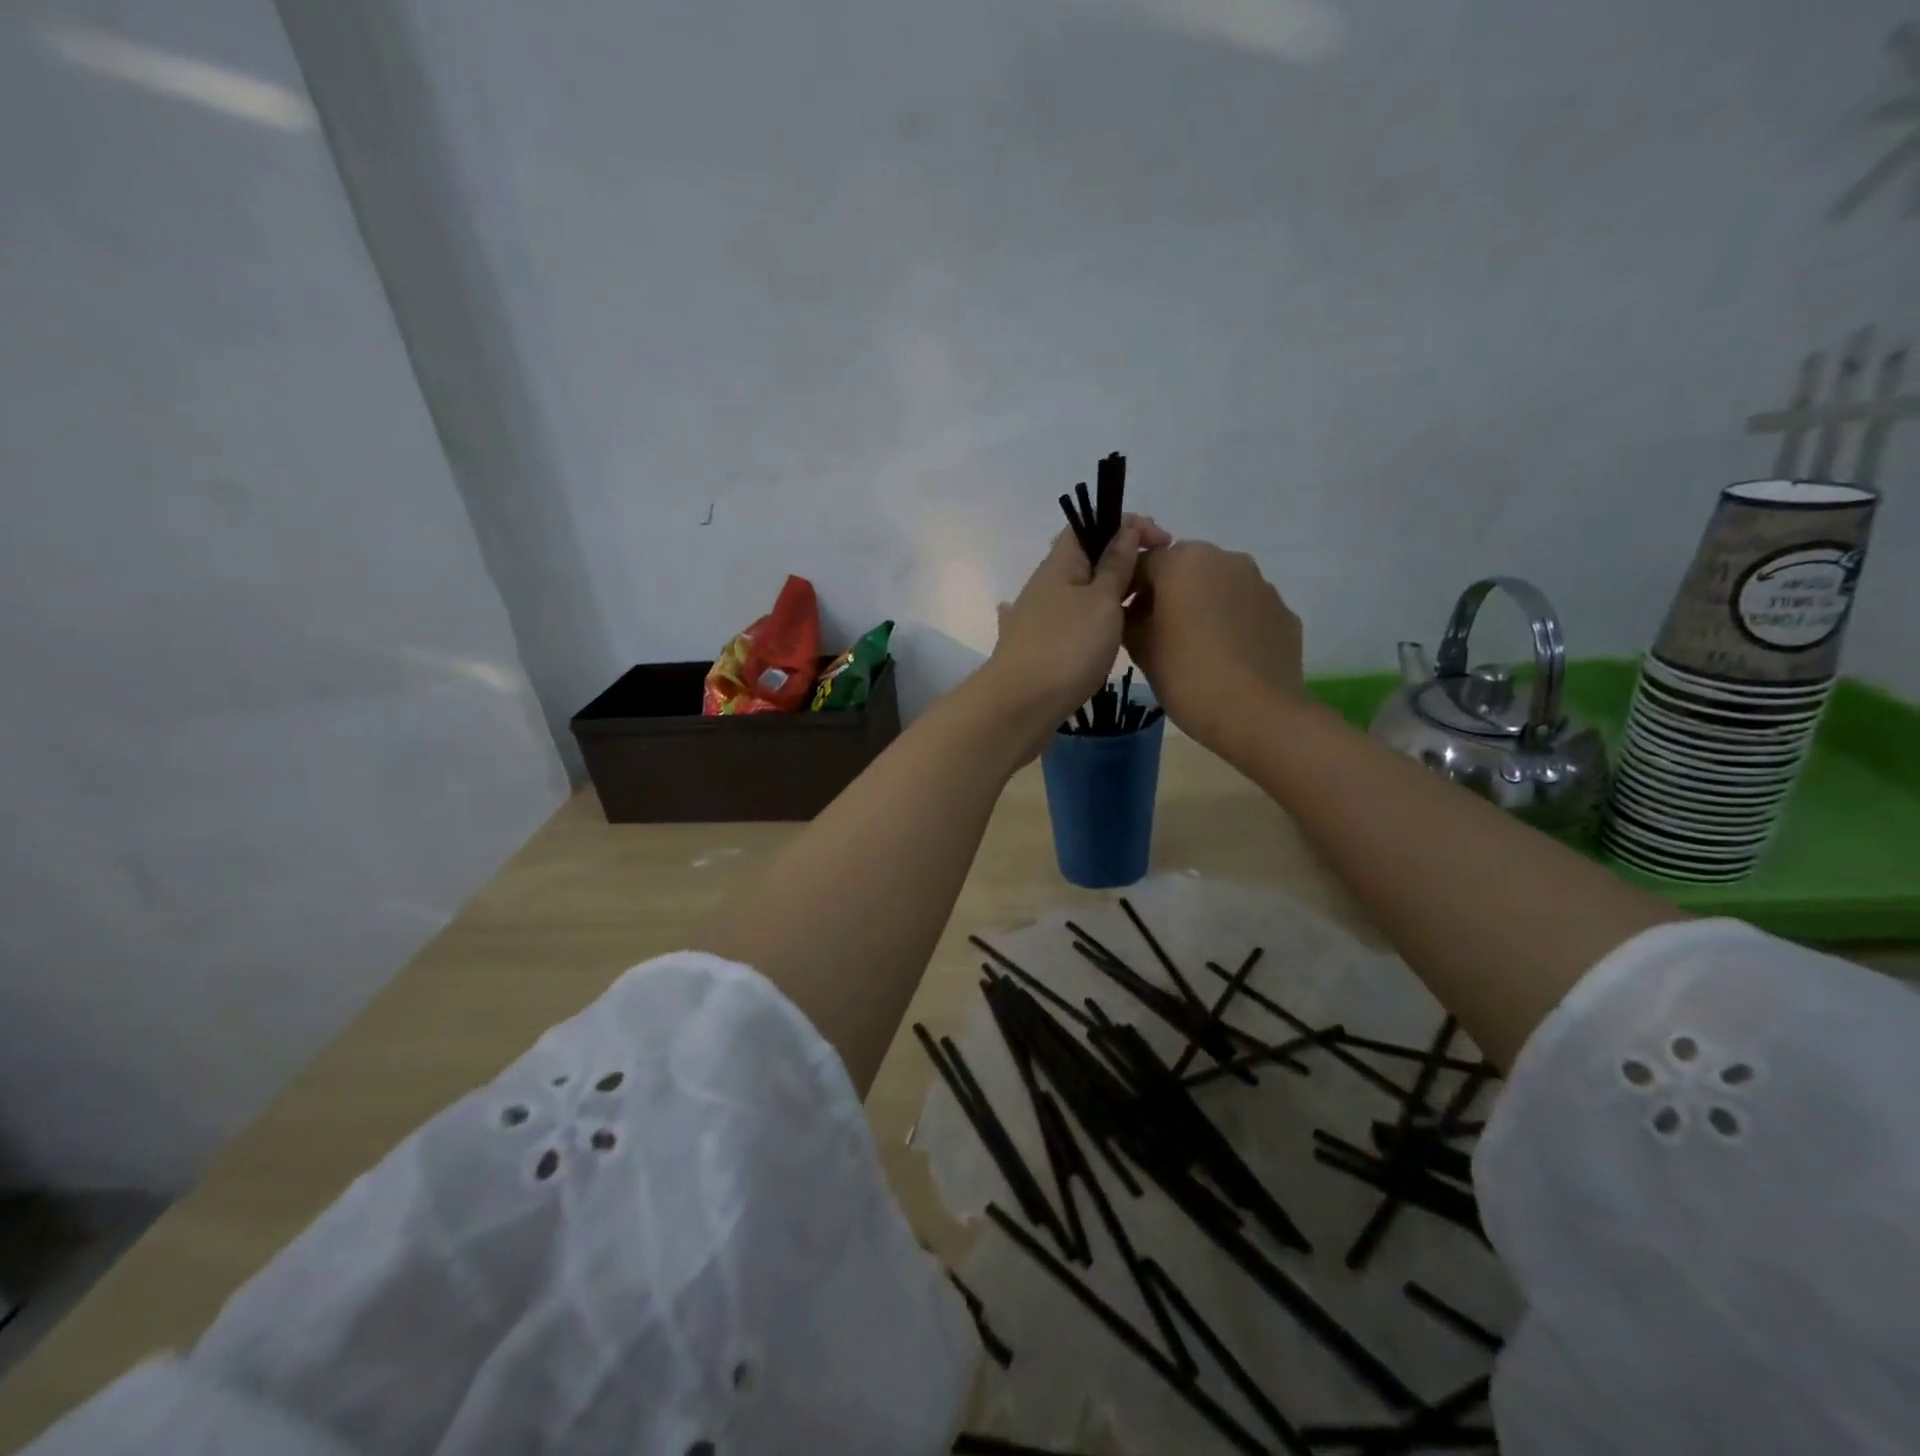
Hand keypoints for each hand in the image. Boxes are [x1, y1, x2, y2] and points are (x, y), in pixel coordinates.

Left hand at [980, 514, 1170, 753]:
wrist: (1021, 705)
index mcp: (1059, 563)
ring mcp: (1040, 616)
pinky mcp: (1042, 646)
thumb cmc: (1067, 647)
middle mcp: (1046, 584)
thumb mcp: (1102, 601)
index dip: (1127, 524)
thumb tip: (1123, 531)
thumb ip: (1115, 566)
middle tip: (1157, 577)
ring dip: (1111, 592)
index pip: (1090, 524)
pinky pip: (1075, 620)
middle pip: (1087, 558)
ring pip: (1082, 591)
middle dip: (1123, 559)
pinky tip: (1109, 632)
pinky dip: (1096, 619)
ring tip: (1141, 606)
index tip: (1163, 542)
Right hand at [1124, 540, 1305, 753]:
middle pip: (1185, 567)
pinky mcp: (1283, 610)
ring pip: (1219, 585)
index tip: (1124, 618)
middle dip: (1169, 591)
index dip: (1130, 589)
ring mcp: (1260, 583)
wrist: (1256, 713)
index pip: (1144, 562)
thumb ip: (1130, 621)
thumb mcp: (1141, 650)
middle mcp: (1225, 560)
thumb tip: (1134, 615)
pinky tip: (1226, 655)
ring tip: (1195, 644)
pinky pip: (1247, 607)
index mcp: (1183, 563)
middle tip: (1158, 629)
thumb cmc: (1187, 677)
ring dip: (1203, 603)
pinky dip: (1232, 621)